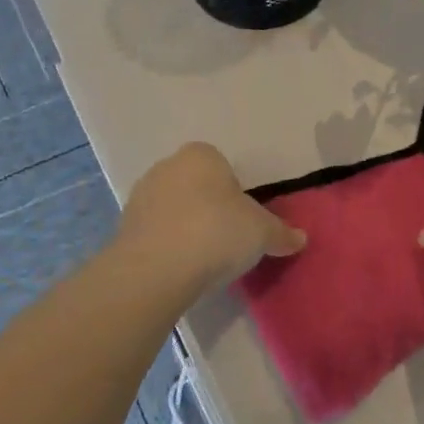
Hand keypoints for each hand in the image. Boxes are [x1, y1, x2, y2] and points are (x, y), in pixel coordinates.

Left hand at [119, 143, 304, 289]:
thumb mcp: (262, 233)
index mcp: (201, 155)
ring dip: (186, 227)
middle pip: (196, 186)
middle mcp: (167, 166)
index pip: (222, 167)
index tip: (243, 221)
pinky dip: (167, 245)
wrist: (157, 268)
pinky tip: (180, 268)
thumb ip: (282, 233)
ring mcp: (140, 196)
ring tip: (203, 259)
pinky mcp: (123, 227)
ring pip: (173, 208)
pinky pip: (155, 232)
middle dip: (209, 208)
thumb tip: (300, 238)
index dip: (236, 194)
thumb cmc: (217, 233)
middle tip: (226, 240)